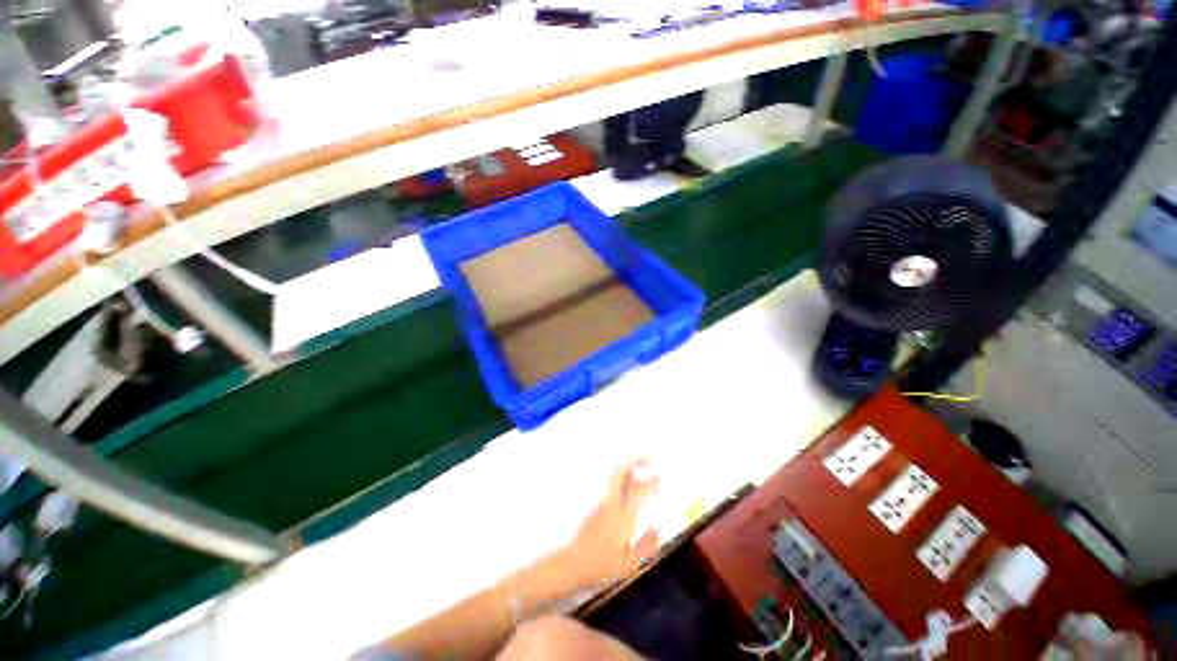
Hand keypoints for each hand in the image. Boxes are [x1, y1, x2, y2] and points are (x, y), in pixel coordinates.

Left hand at [559, 462, 659, 590]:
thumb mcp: (631, 564)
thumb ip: (647, 545)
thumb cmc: (603, 567)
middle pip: (621, 472)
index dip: (653, 481)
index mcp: (624, 516)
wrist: (573, 564)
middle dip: (635, 461)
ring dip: (628, 469)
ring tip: (640, 470)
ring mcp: (601, 502)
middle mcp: (612, 503)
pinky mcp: (594, 506)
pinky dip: (621, 481)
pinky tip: (627, 487)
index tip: (663, 477)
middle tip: (648, 459)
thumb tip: (657, 529)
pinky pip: (611, 486)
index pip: (640, 490)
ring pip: (615, 477)